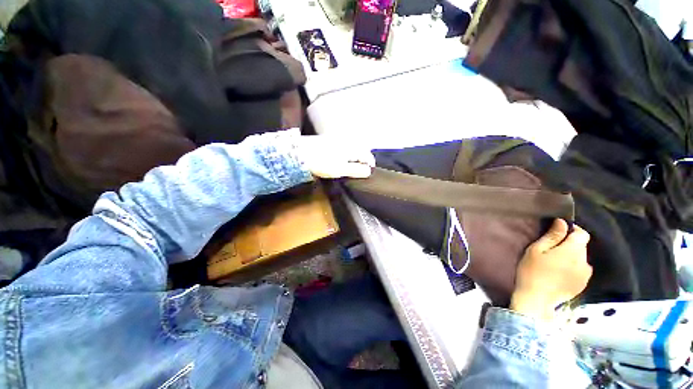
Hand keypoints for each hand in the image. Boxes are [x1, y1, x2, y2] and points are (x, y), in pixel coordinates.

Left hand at [296, 135, 374, 178]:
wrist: (300, 152)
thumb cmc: (323, 162)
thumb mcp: (341, 169)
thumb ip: (357, 170)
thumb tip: (369, 171)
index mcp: (352, 147)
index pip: (367, 155)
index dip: (370, 164)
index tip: (370, 171)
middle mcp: (347, 141)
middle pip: (361, 150)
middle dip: (363, 159)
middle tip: (362, 169)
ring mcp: (338, 139)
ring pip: (352, 147)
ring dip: (355, 156)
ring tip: (353, 165)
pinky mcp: (329, 139)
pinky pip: (344, 146)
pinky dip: (347, 153)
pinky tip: (342, 158)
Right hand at [510, 219, 591, 320]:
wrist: (536, 298)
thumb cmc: (531, 271)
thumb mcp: (536, 250)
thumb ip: (552, 236)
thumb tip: (562, 222)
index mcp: (572, 251)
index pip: (582, 234)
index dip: (572, 229)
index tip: (559, 231)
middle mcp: (584, 261)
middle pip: (582, 246)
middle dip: (569, 244)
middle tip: (551, 248)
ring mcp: (585, 275)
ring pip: (582, 258)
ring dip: (571, 256)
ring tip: (555, 262)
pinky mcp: (583, 284)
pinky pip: (581, 269)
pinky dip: (573, 267)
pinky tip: (560, 272)